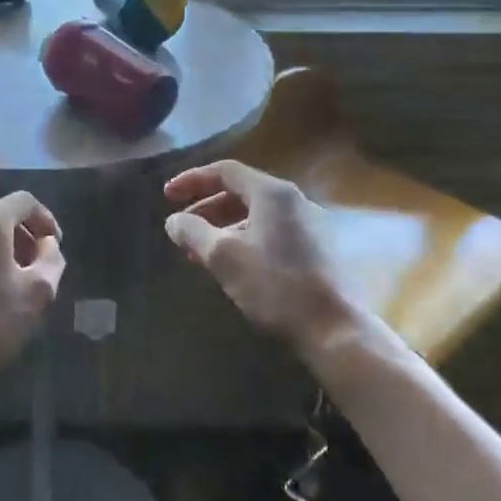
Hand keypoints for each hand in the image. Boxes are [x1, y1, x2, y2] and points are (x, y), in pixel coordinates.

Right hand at [164, 160, 402, 374]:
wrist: (333, 328)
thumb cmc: (274, 286)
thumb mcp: (222, 257)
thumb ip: (193, 232)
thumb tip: (173, 221)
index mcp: (272, 193)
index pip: (225, 171)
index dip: (192, 180)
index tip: (167, 196)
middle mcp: (294, 201)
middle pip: (241, 192)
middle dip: (205, 208)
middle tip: (181, 228)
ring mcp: (309, 225)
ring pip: (255, 215)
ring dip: (222, 227)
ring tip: (199, 252)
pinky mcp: (316, 249)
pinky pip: (270, 232)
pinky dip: (243, 239)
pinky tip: (230, 265)